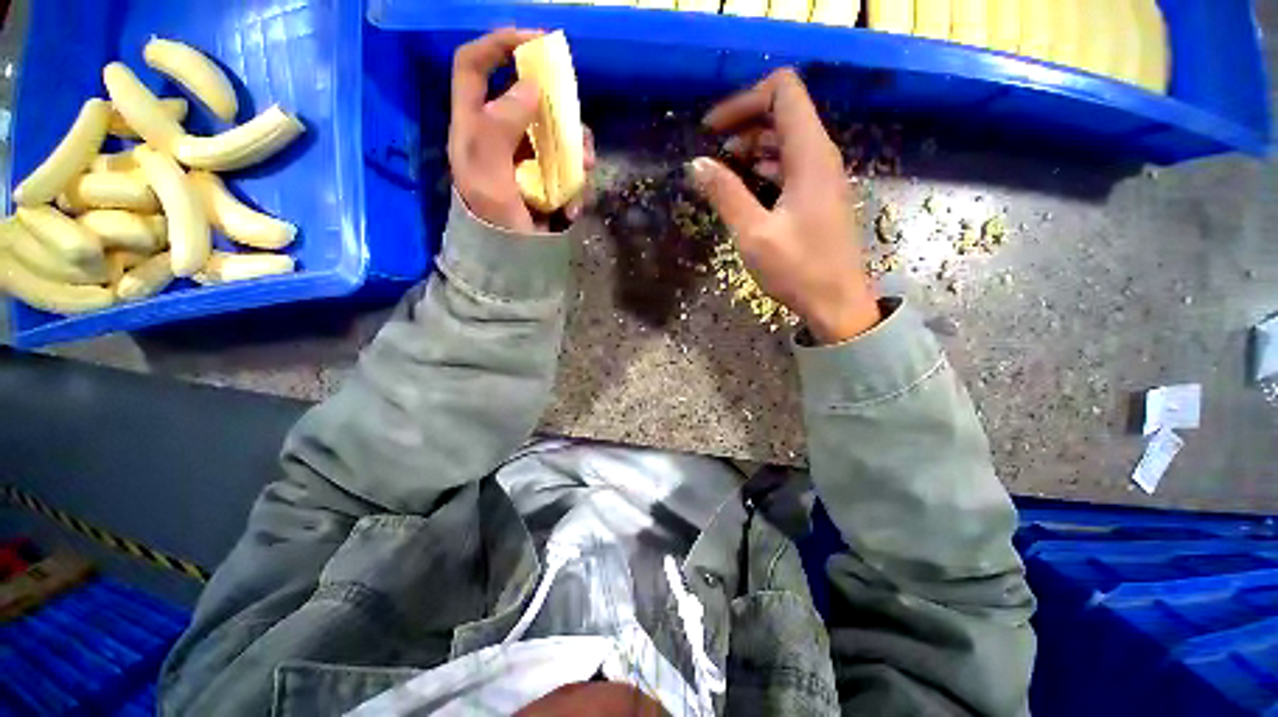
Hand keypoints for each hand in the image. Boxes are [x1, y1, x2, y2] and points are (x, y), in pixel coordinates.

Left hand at [449, 28, 593, 233]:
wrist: (512, 264)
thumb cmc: (494, 222)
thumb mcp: (487, 176)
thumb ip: (499, 127)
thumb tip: (529, 86)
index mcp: (473, 127)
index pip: (473, 66)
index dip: (498, 44)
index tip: (534, 40)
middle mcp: (500, 136)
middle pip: (527, 98)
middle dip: (557, 108)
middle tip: (575, 126)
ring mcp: (526, 159)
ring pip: (555, 133)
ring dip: (576, 149)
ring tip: (586, 170)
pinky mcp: (546, 180)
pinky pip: (568, 167)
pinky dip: (577, 184)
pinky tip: (573, 207)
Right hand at [690, 68, 879, 343]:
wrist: (837, 304)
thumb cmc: (798, 270)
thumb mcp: (753, 233)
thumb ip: (725, 194)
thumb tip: (696, 164)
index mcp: (809, 154)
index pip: (783, 90)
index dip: (745, 99)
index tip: (713, 130)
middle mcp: (820, 156)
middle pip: (783, 112)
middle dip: (743, 124)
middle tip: (712, 154)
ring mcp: (821, 177)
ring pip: (784, 141)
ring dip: (751, 149)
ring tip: (722, 174)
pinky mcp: (818, 197)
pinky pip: (789, 167)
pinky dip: (763, 169)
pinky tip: (744, 191)